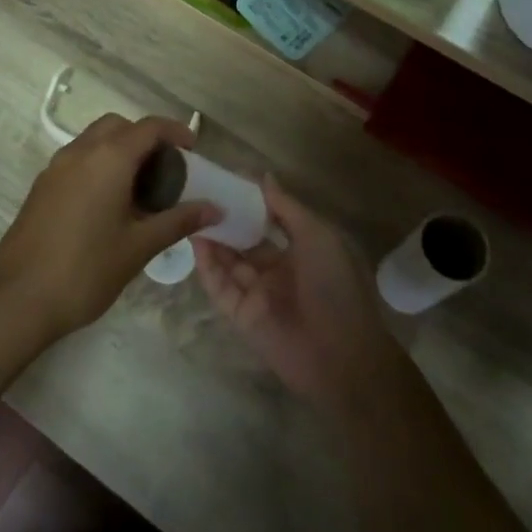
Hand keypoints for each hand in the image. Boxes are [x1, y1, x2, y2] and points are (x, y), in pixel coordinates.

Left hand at [0, 115, 220, 347]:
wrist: (16, 299)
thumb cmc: (85, 270)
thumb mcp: (139, 247)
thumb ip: (178, 221)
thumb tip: (215, 209)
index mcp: (108, 158)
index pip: (149, 127)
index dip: (175, 132)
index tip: (193, 150)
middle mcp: (80, 151)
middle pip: (118, 126)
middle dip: (145, 138)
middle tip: (165, 170)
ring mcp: (56, 167)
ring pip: (94, 140)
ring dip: (120, 150)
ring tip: (140, 188)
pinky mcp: (42, 186)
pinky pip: (78, 159)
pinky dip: (99, 164)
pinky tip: (109, 203)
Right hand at [194, 176, 399, 407]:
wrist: (341, 355)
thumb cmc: (335, 286)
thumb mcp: (317, 236)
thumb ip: (287, 207)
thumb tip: (264, 177)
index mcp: (301, 250)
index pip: (269, 222)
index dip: (249, 203)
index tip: (226, 180)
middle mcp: (278, 270)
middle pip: (245, 241)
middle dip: (226, 220)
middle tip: (200, 193)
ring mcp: (258, 294)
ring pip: (229, 262)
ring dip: (212, 239)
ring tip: (190, 210)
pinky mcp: (241, 316)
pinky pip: (220, 287)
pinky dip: (207, 266)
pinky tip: (195, 241)